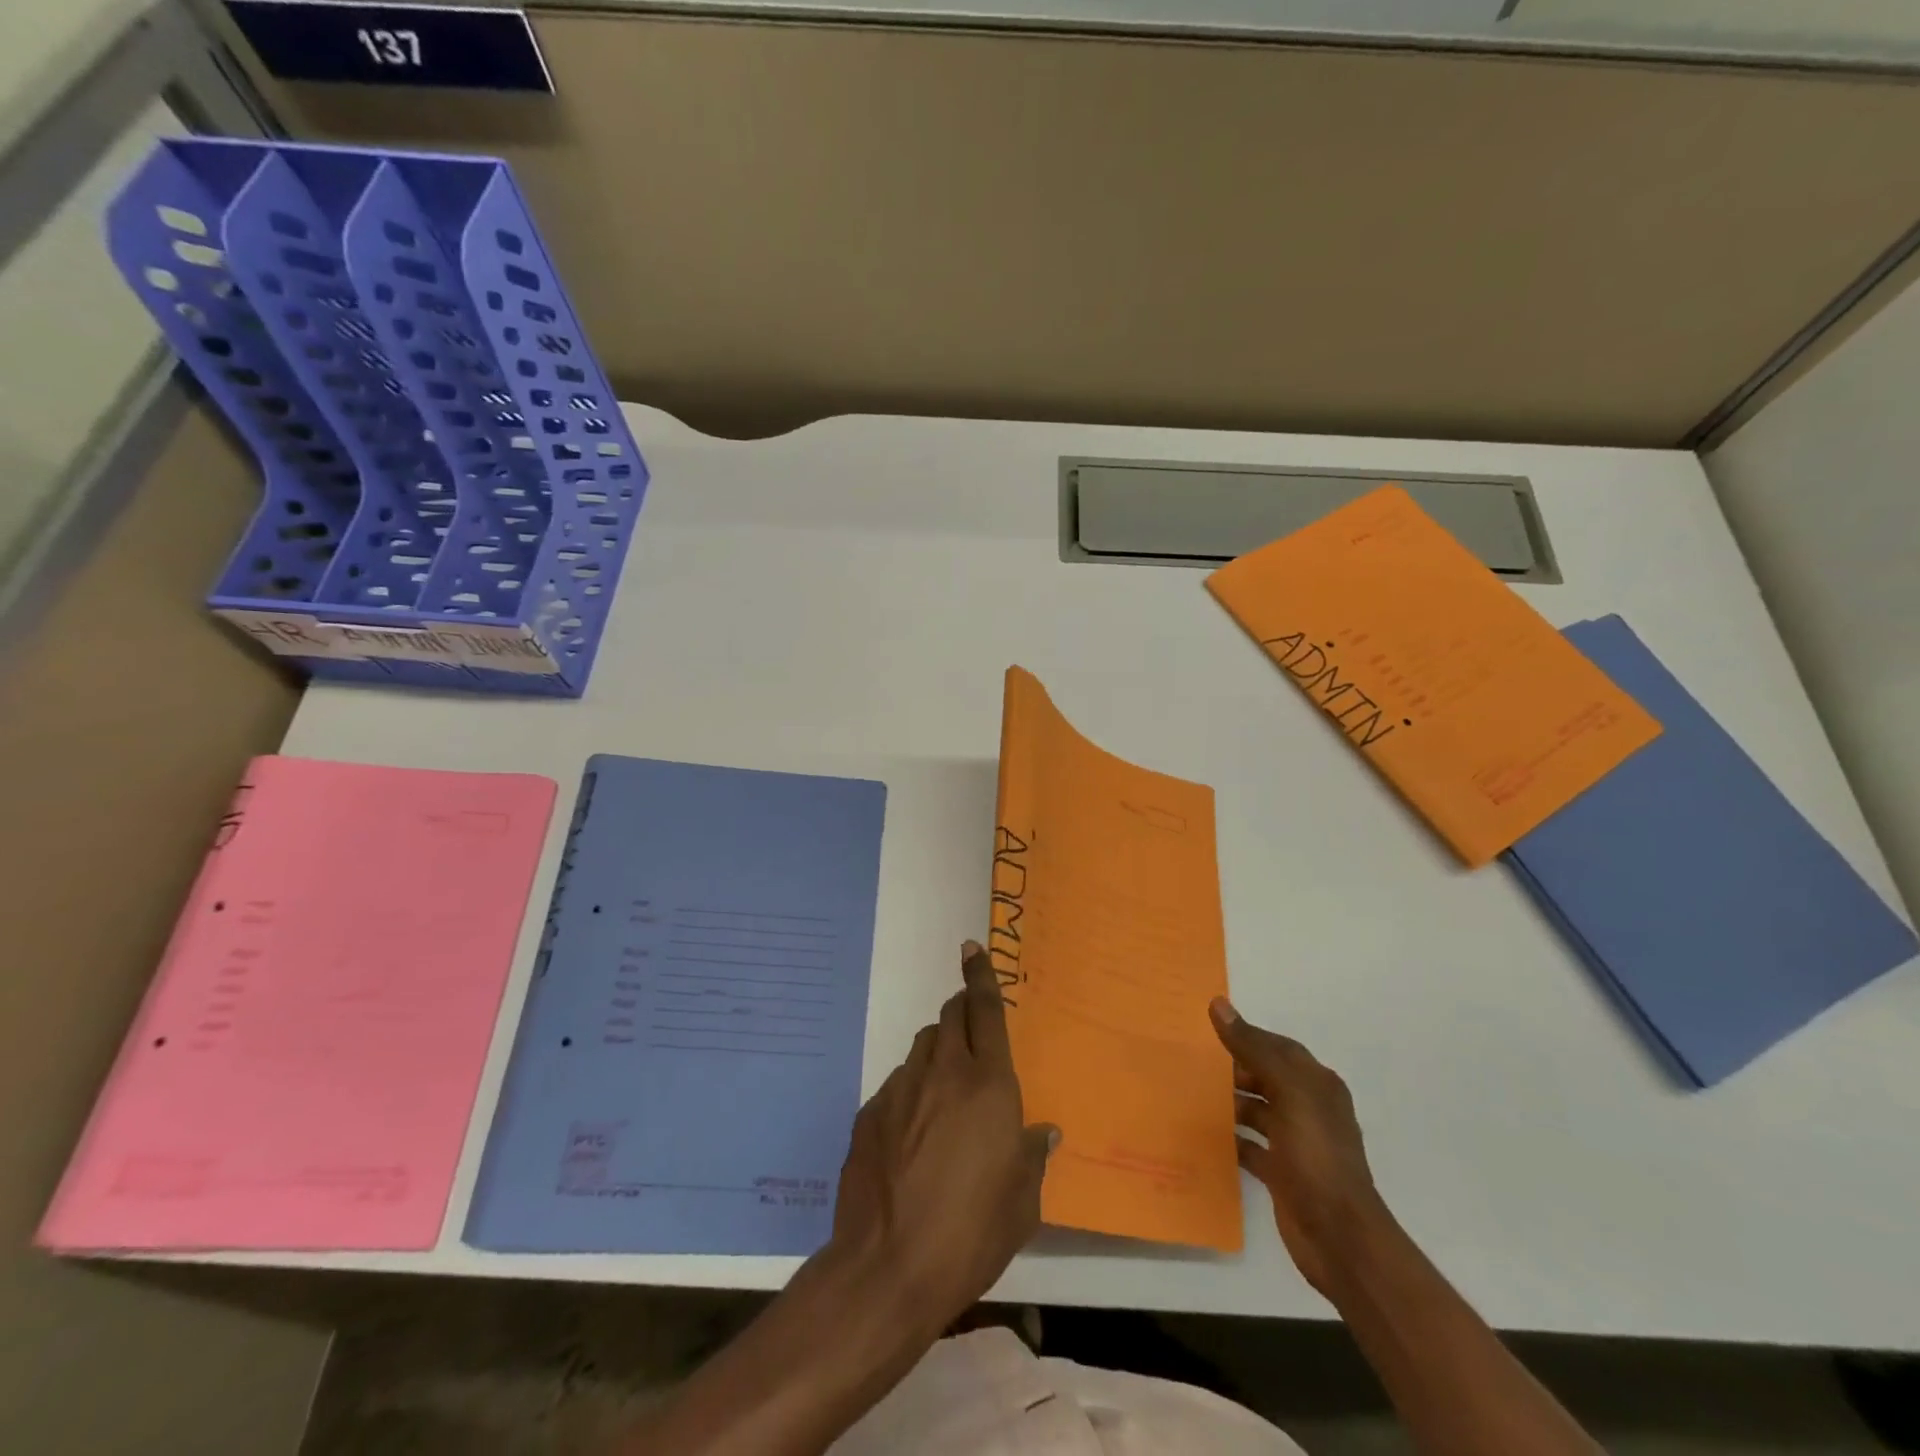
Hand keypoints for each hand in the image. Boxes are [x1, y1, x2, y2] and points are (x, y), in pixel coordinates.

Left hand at [830, 941, 1058, 1328]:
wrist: (888, 1267)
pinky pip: (898, 1084)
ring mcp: (901, 1089)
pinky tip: (912, 1135)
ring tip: (945, 1093)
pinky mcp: (870, 1113)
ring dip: (937, 1053)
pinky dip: (912, 1091)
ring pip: (922, 1047)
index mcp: (988, 1085)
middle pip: (949, 1018)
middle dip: (961, 1013)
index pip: (985, 1011)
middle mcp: (943, 1073)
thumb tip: (1042, 1131)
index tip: (971, 948)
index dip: (980, 975)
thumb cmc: (972, 1234)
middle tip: (970, 1030)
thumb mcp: (1022, 1202)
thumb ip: (1032, 1155)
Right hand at [1211, 997, 1389, 1296]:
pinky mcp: (1283, 1173)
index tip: (1206, 1027)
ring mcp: (1296, 1143)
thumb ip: (1253, 1048)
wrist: (1340, 1237)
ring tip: (1189, 1095)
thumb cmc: (1317, 1155)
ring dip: (1229, 1103)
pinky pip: (1251, 1146)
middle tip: (1190, 1061)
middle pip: (1265, 1077)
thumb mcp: (1287, 1092)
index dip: (1246, 1035)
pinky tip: (1205, 1135)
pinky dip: (1231, 1139)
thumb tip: (1219, 1004)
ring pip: (1257, 1111)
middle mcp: (1309, 1109)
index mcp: (1316, 1085)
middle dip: (1233, 1069)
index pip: (1278, 1047)